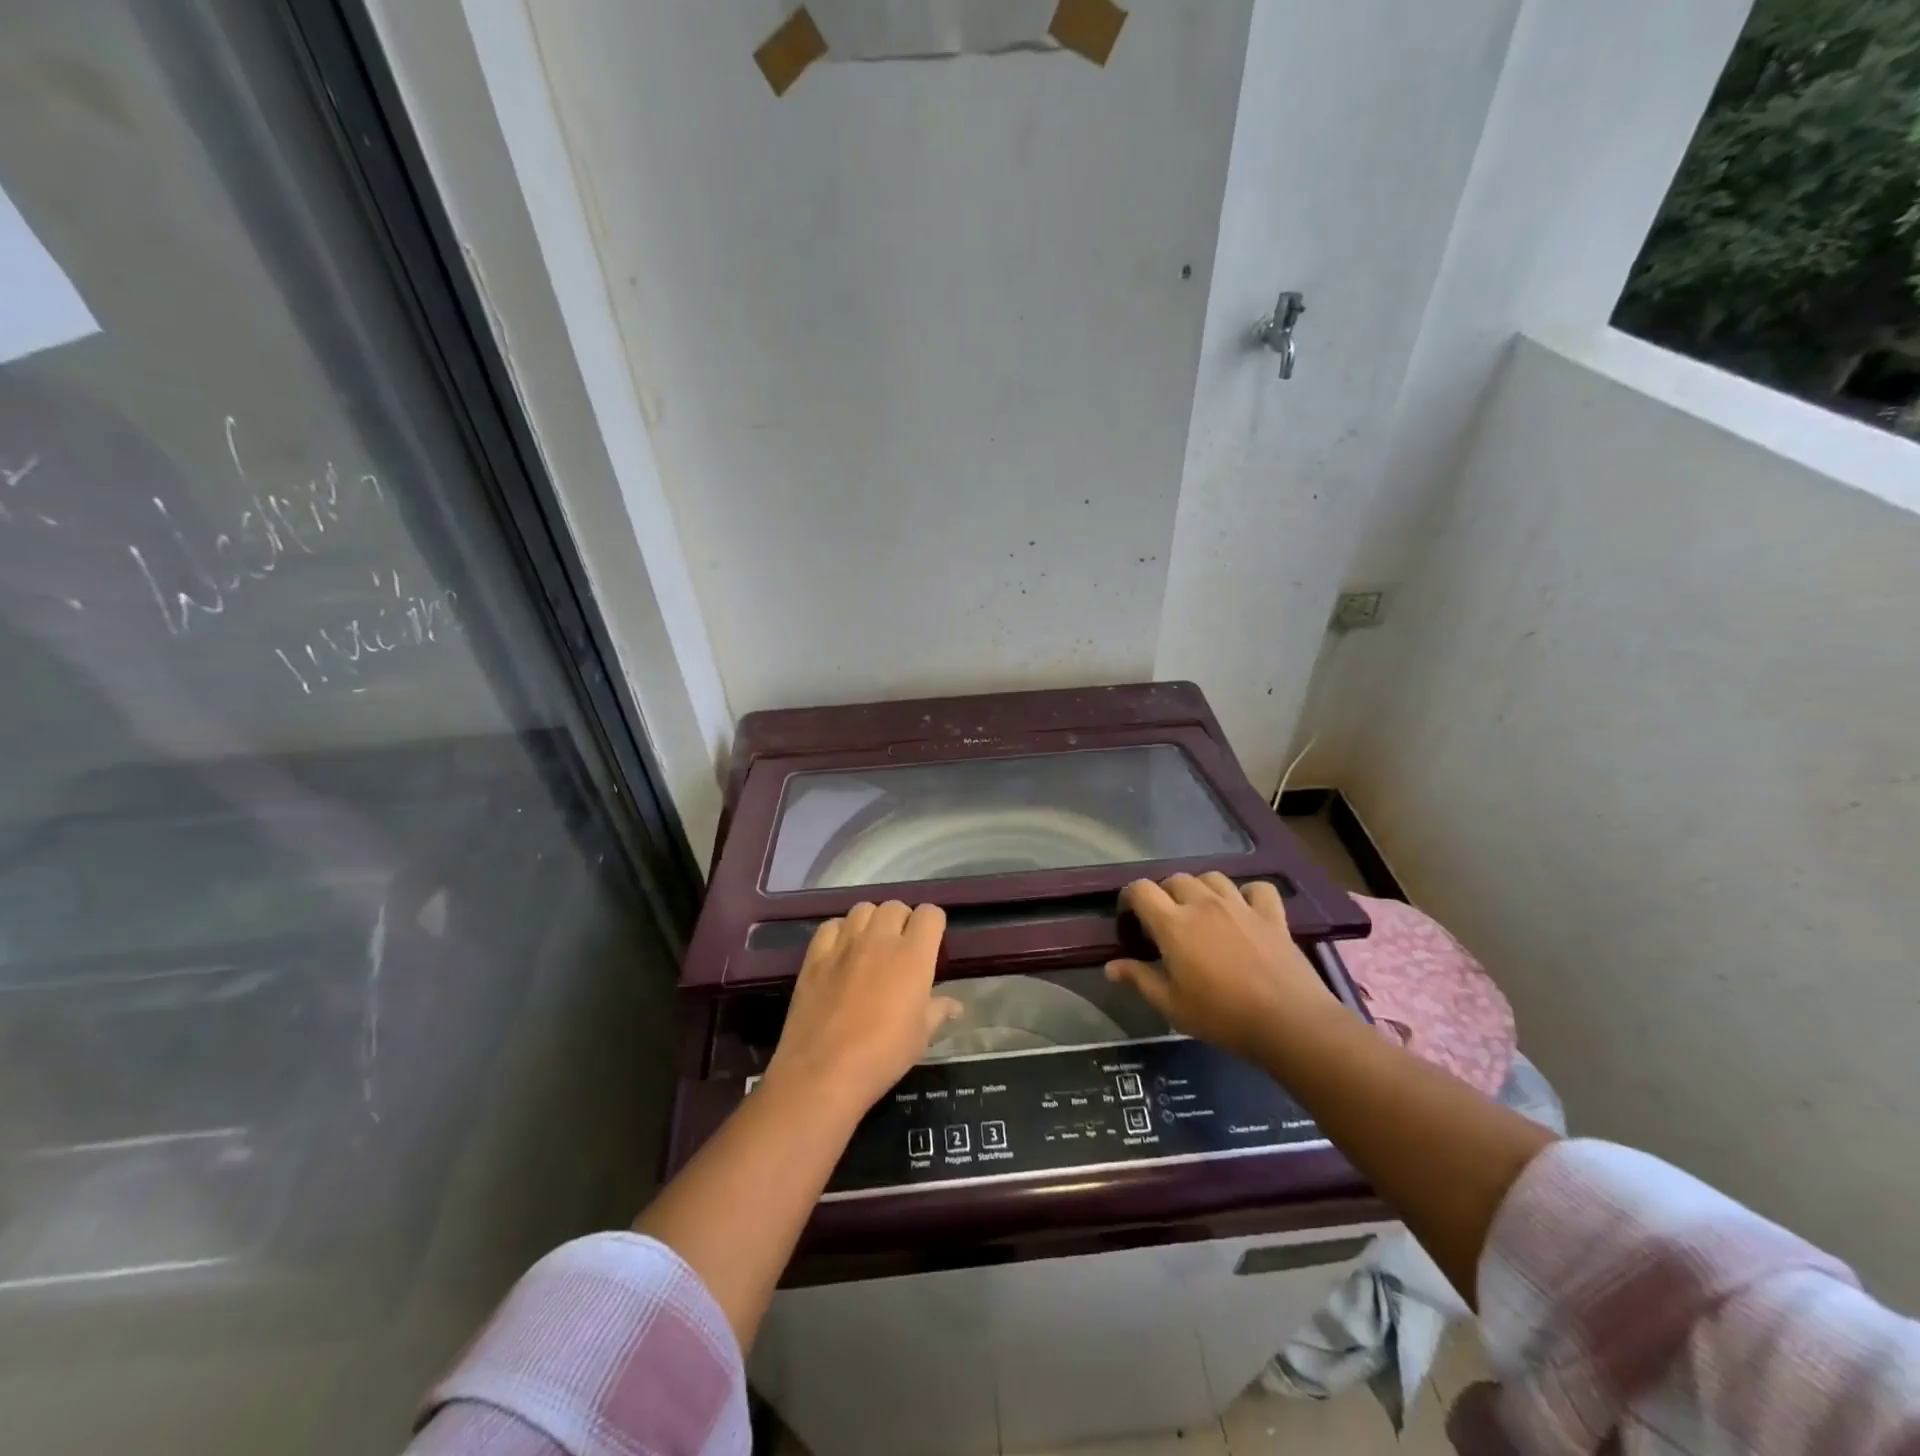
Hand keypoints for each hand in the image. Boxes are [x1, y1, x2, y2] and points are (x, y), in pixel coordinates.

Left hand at [765, 901, 961, 1117]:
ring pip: (863, 909)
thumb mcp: (921, 1037)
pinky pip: (831, 926)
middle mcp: (879, 939)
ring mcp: (844, 944)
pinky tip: (841, 952)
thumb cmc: (883, 1055)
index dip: (933, 925)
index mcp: (913, 955)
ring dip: (872, 921)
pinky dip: (840, 932)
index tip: (931, 943)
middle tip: (901, 948)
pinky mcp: (815, 955)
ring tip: (871, 945)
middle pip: (895, 906)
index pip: (930, 914)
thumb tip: (955, 1004)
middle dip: (902, 921)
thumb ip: (938, 1011)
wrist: (824, 1072)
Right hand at [1105, 873, 1343, 1061]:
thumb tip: (1110, 967)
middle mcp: (1204, 904)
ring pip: (1212, 877)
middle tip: (1165, 921)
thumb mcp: (1171, 1005)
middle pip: (1175, 879)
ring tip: (1201, 911)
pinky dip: (1247, 893)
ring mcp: (1240, 906)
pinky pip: (1257, 888)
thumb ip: (1139, 979)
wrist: (1288, 1022)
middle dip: (1164, 894)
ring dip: (1201, 889)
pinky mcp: (1272, 915)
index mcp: (1173, 923)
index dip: (1129, 898)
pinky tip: (1244, 909)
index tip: (1130, 918)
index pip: (1141, 889)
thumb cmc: (1221, 1015)